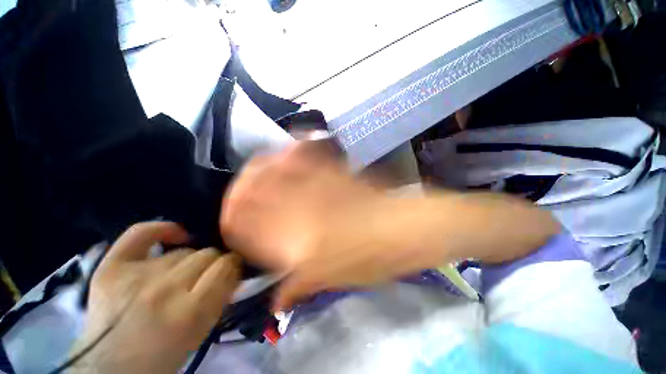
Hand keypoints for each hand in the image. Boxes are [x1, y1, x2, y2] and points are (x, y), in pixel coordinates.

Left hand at [71, 222, 239, 373]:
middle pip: (206, 254)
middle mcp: (164, 290)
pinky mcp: (112, 267)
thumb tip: (233, 269)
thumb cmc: (163, 354)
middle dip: (213, 263)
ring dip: (191, 259)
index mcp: (189, 313)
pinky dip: (162, 229)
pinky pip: (141, 233)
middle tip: (208, 274)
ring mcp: (135, 276)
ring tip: (184, 272)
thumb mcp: (202, 332)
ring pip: (183, 250)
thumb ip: (222, 296)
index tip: (232, 267)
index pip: (225, 267)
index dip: (232, 264)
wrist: (111, 366)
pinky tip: (175, 236)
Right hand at [220, 145, 425, 310]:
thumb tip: (276, 303)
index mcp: (292, 233)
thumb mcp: (328, 279)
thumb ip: (297, 288)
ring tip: (257, 172)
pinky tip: (290, 150)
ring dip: (261, 167)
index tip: (232, 223)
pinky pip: (308, 152)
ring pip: (275, 164)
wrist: (400, 229)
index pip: (246, 221)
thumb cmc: (367, 259)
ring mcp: (317, 180)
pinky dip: (295, 148)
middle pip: (255, 186)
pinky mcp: (334, 170)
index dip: (232, 220)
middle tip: (240, 195)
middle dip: (240, 191)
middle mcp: (298, 201)